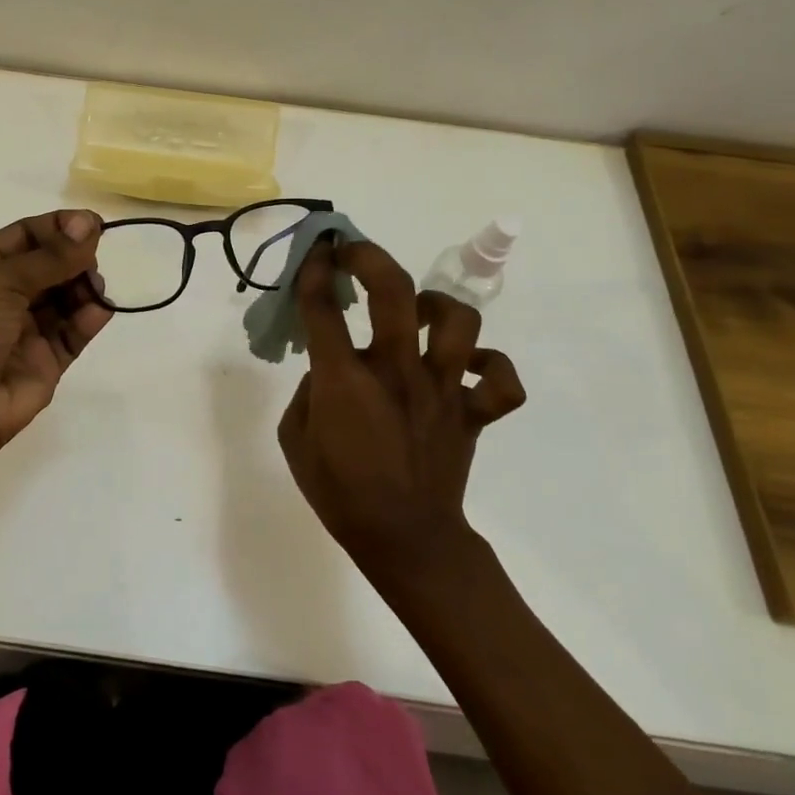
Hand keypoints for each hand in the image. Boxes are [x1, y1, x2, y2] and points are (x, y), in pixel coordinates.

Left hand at [0, 210, 111, 467]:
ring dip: (84, 286)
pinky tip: (100, 310)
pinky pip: (73, 332)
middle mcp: (2, 296)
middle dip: (73, 257)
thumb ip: (50, 256)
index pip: (24, 236)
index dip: (58, 227)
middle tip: (94, 257)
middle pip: (49, 265)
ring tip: (94, 287)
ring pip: (65, 298)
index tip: (93, 223)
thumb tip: (90, 223)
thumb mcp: (0, 281)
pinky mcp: (46, 361)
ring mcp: (25, 330)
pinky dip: (89, 318)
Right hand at [278, 238, 525, 580]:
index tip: (314, 253)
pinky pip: (500, 380)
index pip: (323, 307)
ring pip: (457, 322)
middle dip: (369, 257)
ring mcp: (443, 390)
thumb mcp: (295, 440)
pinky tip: (463, 365)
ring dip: (434, 305)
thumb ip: (307, 393)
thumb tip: (327, 369)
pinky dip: (488, 364)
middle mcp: (397, 372)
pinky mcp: (473, 413)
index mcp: (345, 380)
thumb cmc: (341, 494)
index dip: (313, 271)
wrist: (406, 542)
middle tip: (353, 253)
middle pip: (394, 291)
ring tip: (415, 312)